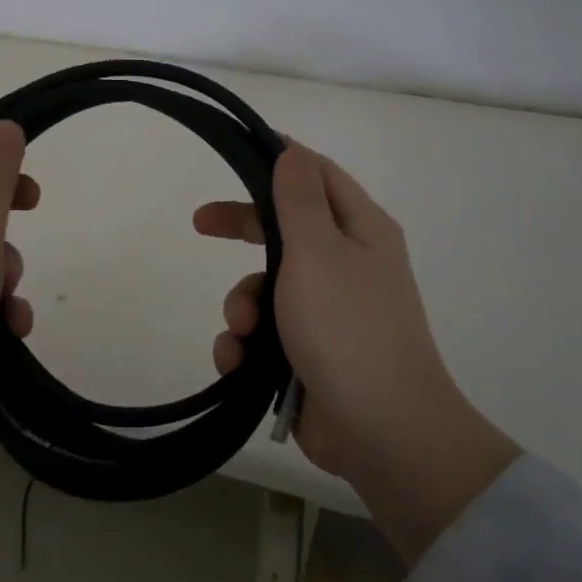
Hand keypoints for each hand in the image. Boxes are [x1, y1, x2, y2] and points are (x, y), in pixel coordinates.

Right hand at [195, 142, 520, 564]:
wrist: (381, 431)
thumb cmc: (347, 327)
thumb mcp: (318, 252)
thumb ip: (300, 199)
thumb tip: (293, 150)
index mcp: (360, 230)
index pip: (318, 176)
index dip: (280, 161)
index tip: (238, 155)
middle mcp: (346, 264)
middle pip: (284, 229)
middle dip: (241, 228)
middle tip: (200, 223)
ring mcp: (327, 312)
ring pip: (266, 287)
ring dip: (241, 305)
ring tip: (242, 331)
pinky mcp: (307, 353)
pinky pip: (264, 334)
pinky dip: (245, 345)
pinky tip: (236, 362)